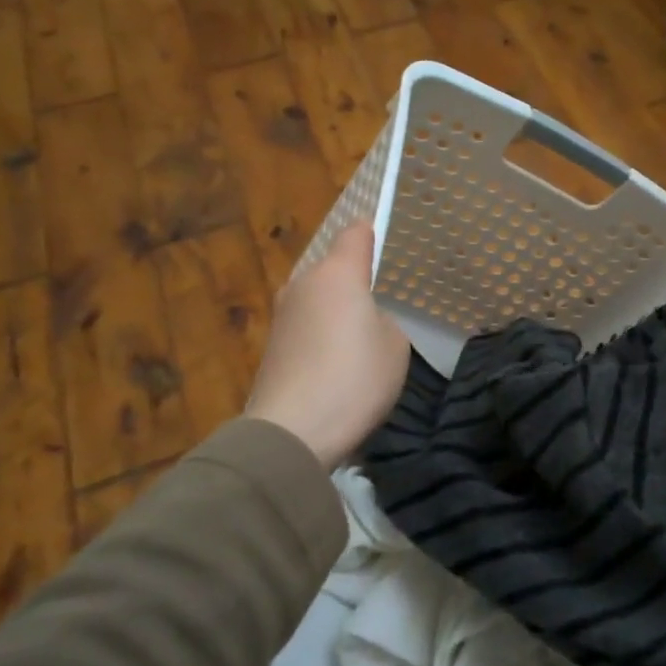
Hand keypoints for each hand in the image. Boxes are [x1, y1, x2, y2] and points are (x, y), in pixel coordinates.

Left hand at [245, 225, 409, 468]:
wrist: (293, 431)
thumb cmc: (355, 378)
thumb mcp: (394, 345)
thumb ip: (383, 320)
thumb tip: (362, 322)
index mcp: (337, 273)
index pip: (355, 234)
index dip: (372, 234)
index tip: (384, 242)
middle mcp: (303, 284)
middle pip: (333, 269)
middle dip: (353, 281)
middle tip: (379, 305)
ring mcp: (281, 316)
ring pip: (318, 299)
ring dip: (335, 312)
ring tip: (359, 342)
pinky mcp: (271, 347)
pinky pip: (306, 328)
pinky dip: (321, 338)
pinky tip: (336, 366)